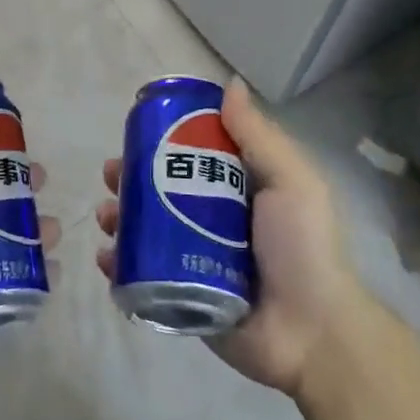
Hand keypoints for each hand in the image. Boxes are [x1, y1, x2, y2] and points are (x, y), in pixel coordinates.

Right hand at [95, 77, 369, 394]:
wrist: (312, 335)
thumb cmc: (303, 249)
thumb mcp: (291, 182)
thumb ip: (259, 136)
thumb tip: (231, 84)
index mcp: (238, 191)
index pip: (191, 157)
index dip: (161, 142)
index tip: (137, 132)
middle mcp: (212, 221)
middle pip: (160, 192)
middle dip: (130, 180)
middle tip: (112, 176)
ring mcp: (193, 260)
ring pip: (145, 231)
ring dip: (119, 219)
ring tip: (108, 217)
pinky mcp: (180, 297)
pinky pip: (140, 276)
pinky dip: (118, 265)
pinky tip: (107, 257)